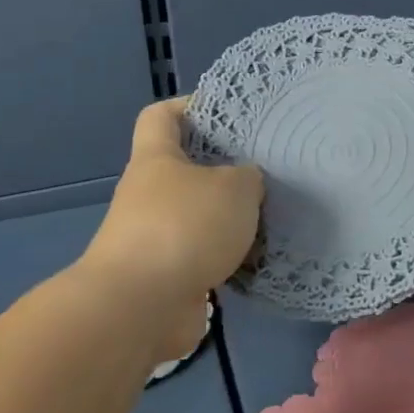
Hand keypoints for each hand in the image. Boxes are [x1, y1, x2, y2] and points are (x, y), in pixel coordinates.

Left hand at [81, 99, 263, 357]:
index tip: (227, 112)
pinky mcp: (167, 276)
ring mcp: (154, 237)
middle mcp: (149, 194)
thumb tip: (246, 184)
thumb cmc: (184, 227)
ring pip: (199, 215)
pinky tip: (260, 257)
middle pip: (186, 169)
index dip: (190, 106)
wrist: (140, 306)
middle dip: (224, 169)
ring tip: (272, 215)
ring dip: (230, 218)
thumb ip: (248, 177)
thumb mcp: (234, 188)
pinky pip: (204, 255)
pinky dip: (228, 257)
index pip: (161, 116)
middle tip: (267, 169)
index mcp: (156, 159)